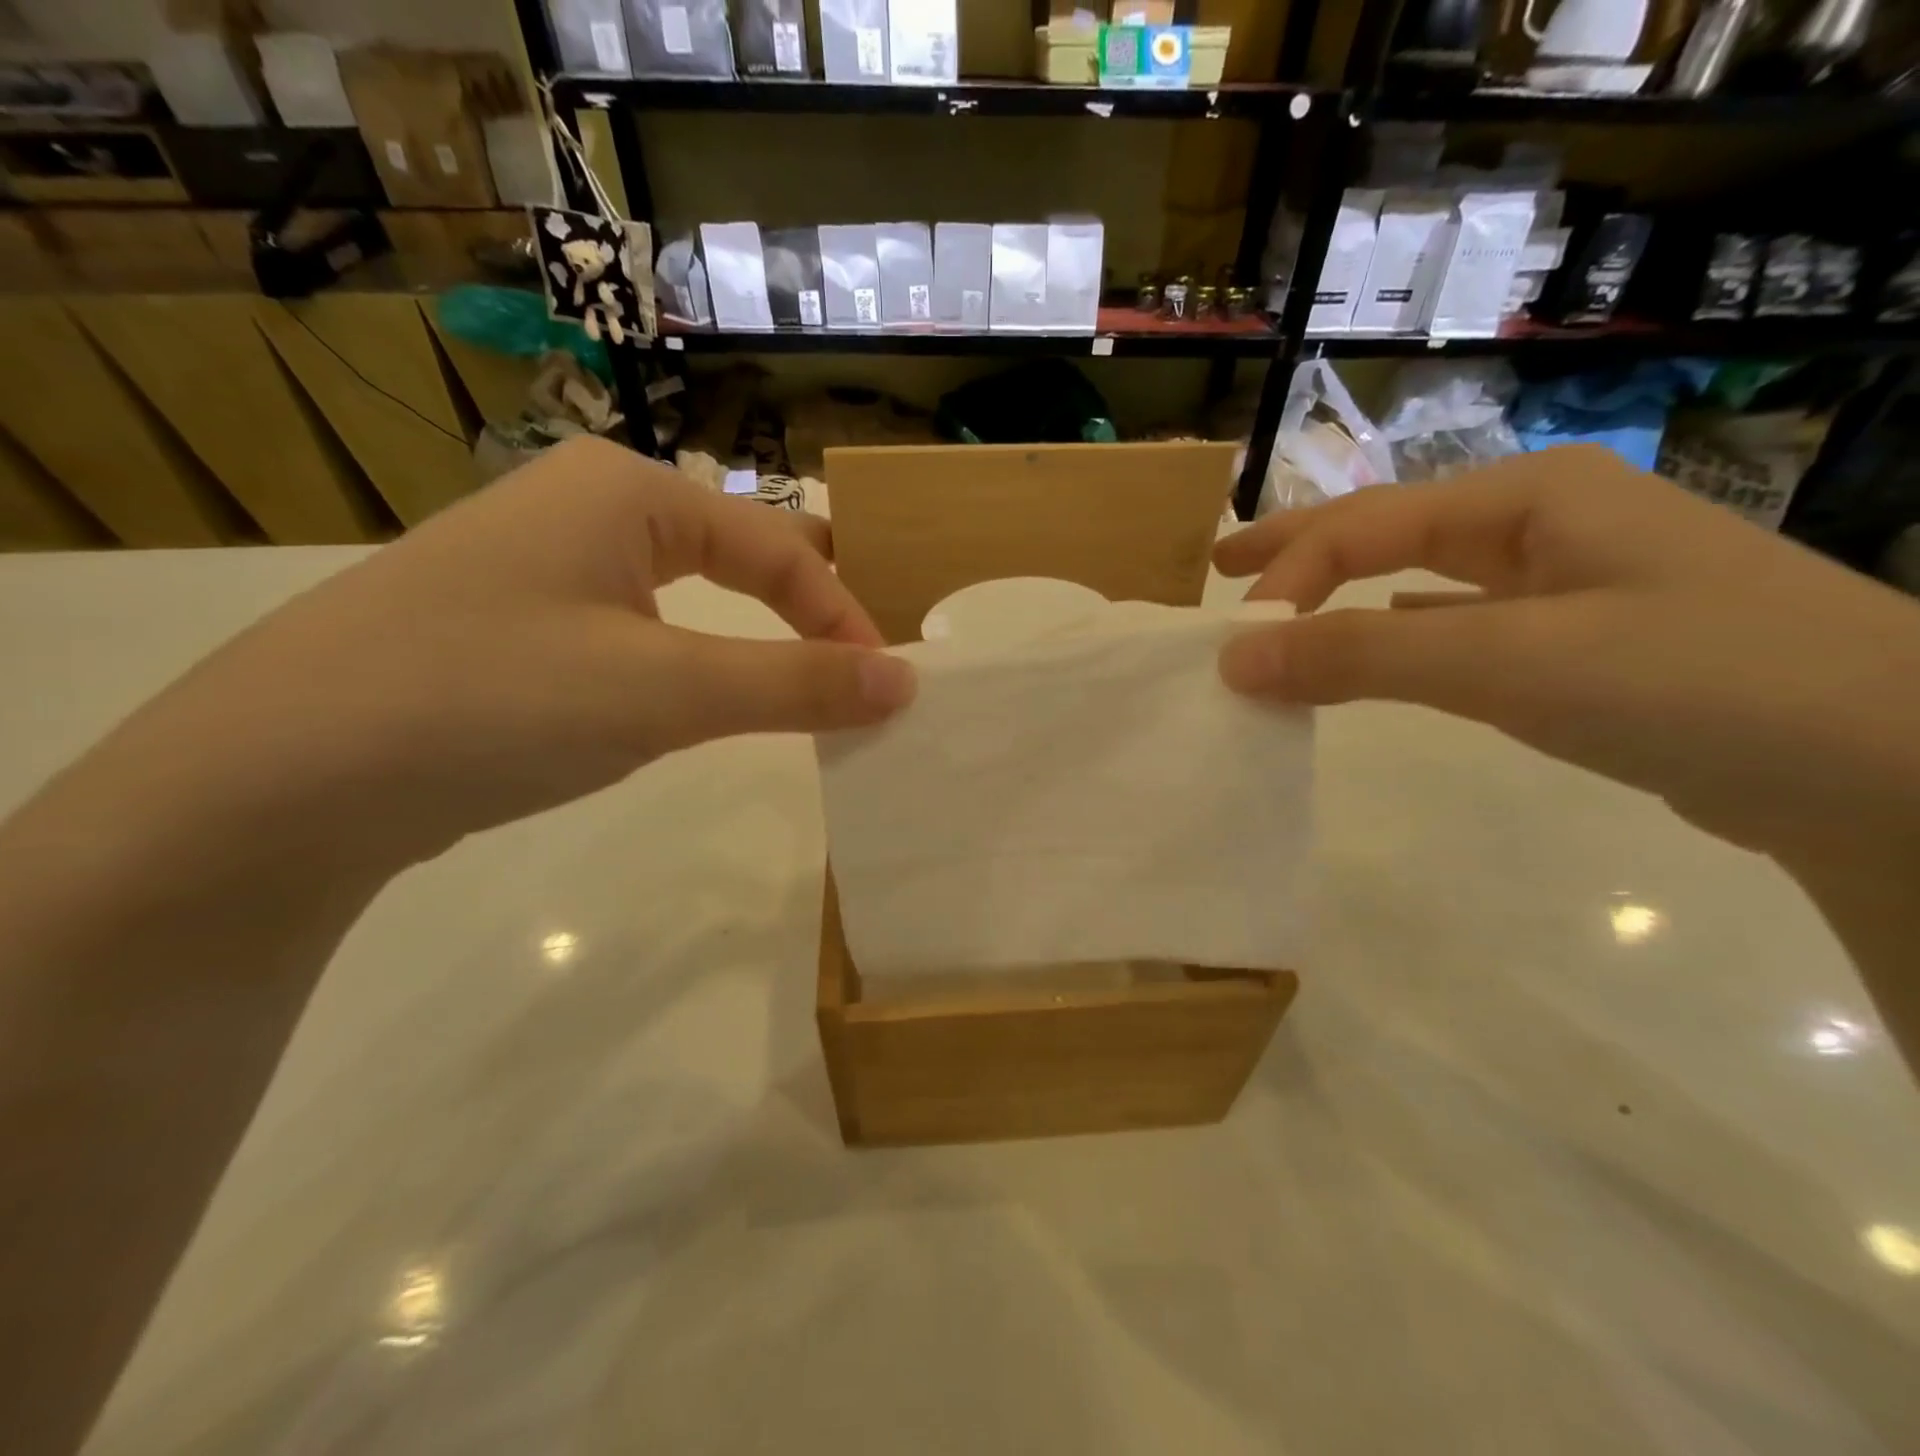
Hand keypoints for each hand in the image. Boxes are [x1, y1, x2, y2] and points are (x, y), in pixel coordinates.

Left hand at [114, 436, 914, 864]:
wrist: (280, 781)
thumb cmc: (497, 699)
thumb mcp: (667, 690)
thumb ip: (797, 684)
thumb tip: (906, 682)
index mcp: (626, 489)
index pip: (778, 547)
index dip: (842, 616)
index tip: (885, 687)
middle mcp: (588, 509)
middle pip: (736, 554)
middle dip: (807, 609)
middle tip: (861, 662)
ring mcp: (547, 570)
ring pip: (687, 596)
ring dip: (753, 640)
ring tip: (804, 681)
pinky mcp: (519, 631)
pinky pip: (639, 633)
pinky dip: (694, 664)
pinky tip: (702, 697)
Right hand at [1214, 446, 1919, 863]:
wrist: (1896, 769)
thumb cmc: (1695, 679)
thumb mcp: (1509, 660)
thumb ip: (1359, 657)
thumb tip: (1233, 657)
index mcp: (1530, 497)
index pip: (1367, 524)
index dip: (1288, 573)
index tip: (1232, 641)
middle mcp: (1546, 523)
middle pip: (1392, 530)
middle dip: (1302, 550)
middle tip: (1224, 569)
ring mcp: (1570, 583)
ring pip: (1425, 579)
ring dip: (1349, 596)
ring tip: (1287, 612)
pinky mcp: (1584, 645)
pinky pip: (1463, 626)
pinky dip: (1405, 637)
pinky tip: (1383, 651)